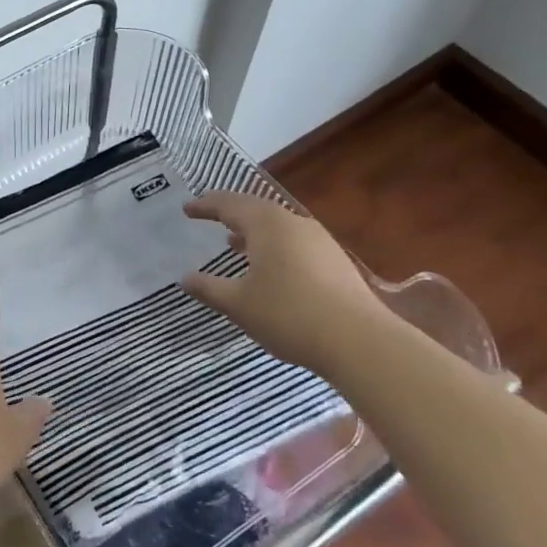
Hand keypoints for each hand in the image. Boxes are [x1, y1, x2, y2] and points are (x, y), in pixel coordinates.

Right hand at [180, 190, 382, 373]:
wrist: (360, 342)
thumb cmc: (289, 315)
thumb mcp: (238, 304)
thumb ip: (208, 288)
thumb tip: (185, 278)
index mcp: (267, 225)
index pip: (229, 205)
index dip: (205, 206)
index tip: (187, 209)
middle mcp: (294, 224)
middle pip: (256, 209)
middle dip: (230, 213)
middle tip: (209, 217)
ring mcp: (320, 241)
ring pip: (278, 226)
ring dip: (254, 231)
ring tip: (235, 244)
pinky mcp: (336, 262)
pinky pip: (295, 242)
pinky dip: (274, 246)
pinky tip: (270, 268)